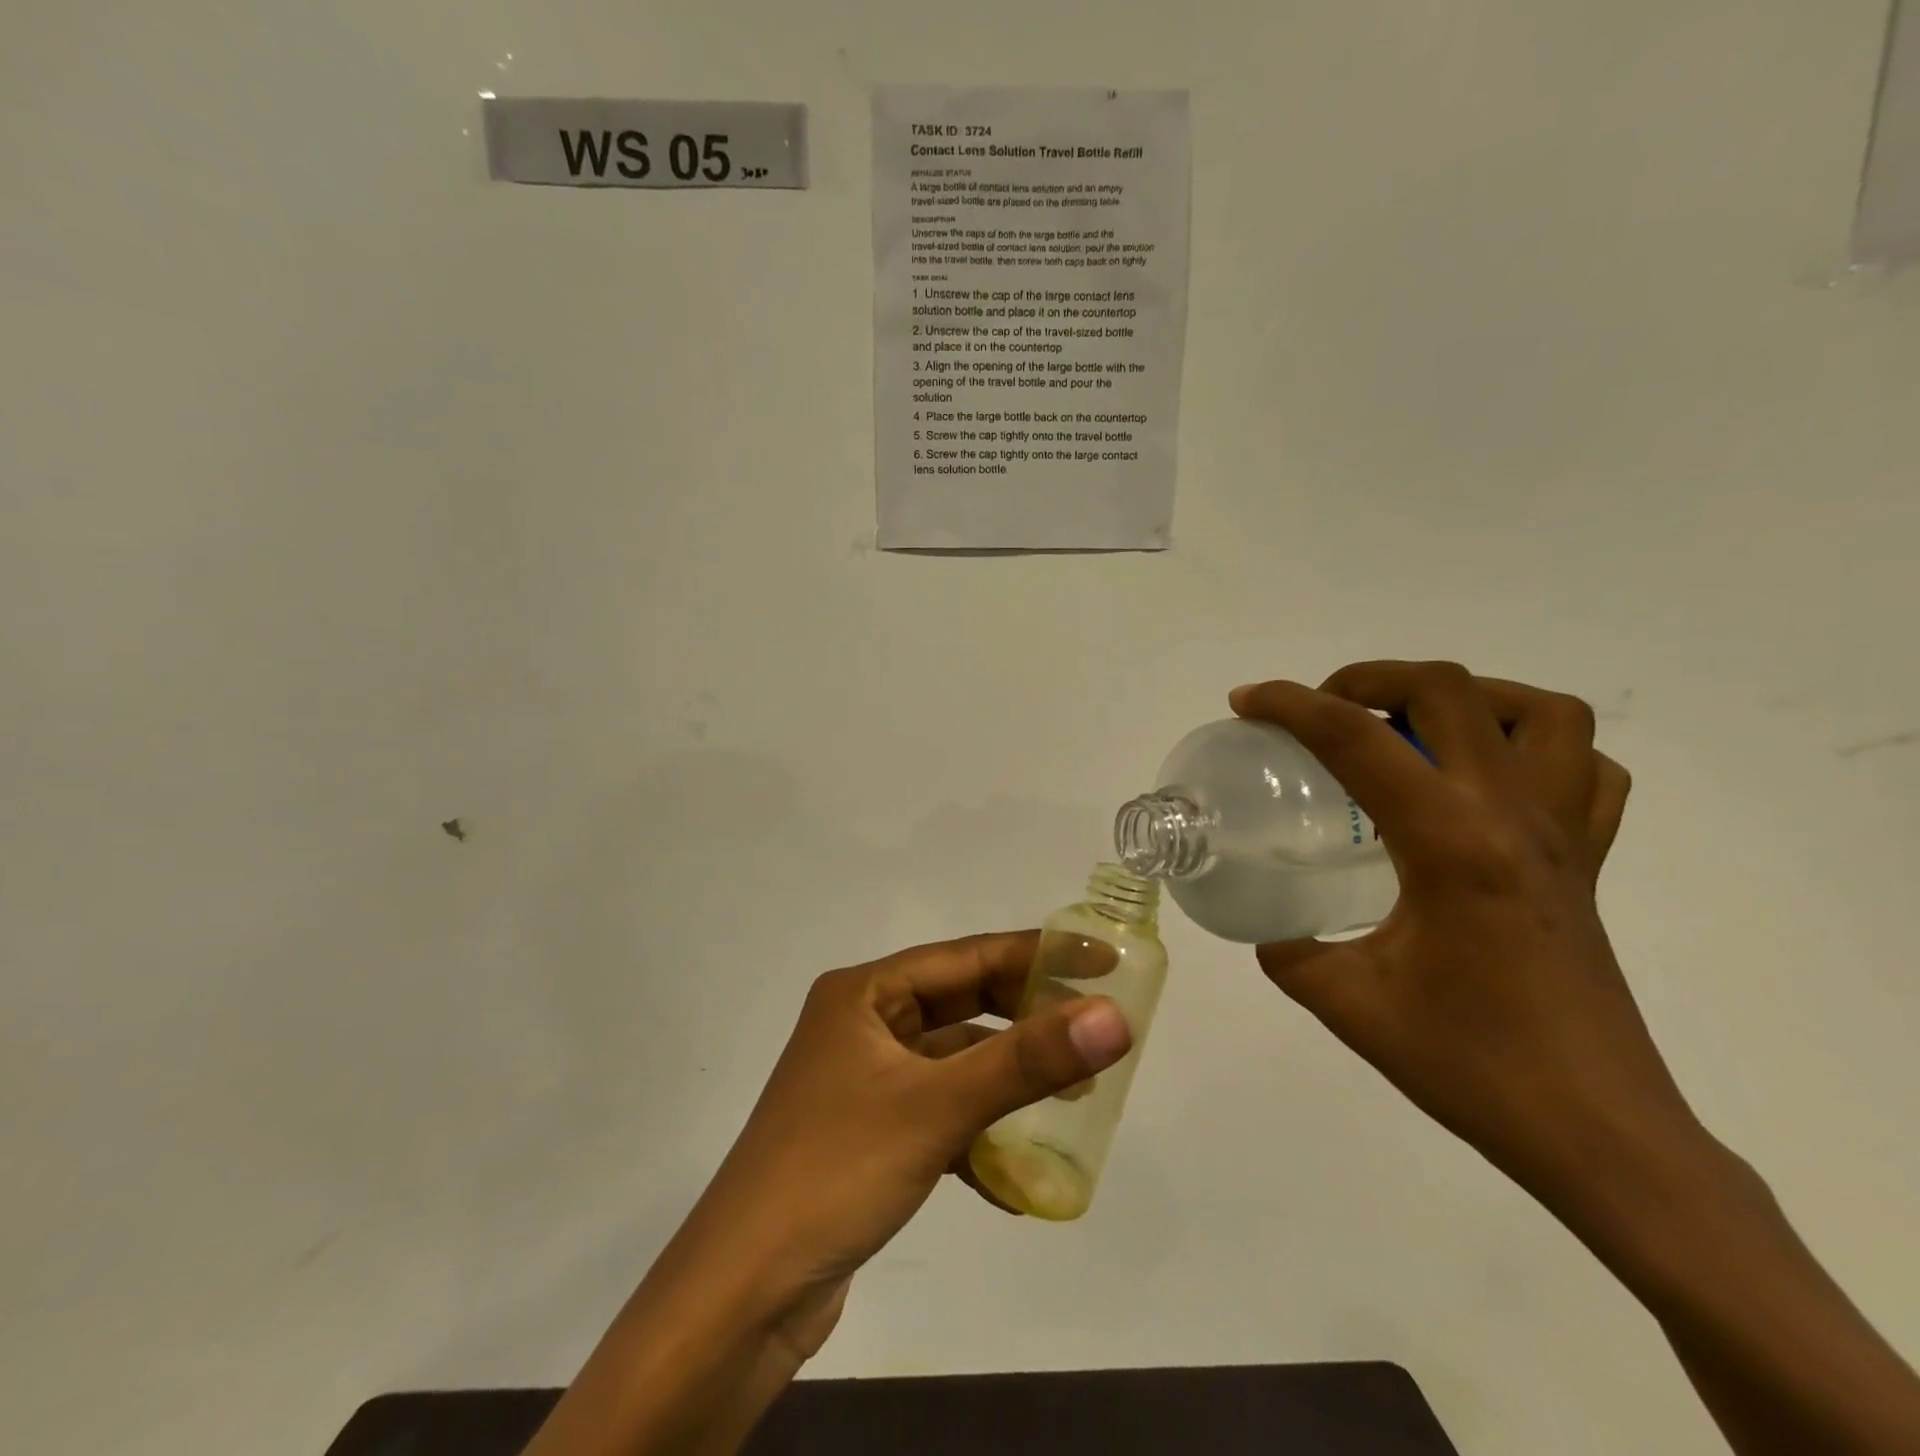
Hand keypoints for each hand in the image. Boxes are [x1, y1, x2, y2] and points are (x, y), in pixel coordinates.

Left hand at [669, 931, 1131, 1358]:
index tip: (1100, 958)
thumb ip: (1027, 1061)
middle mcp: (862, 1024)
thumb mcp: (936, 1107)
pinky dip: (977, 1131)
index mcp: (864, 993)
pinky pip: (938, 1111)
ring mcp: (863, 1080)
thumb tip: (1113, 1017)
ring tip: (1074, 1096)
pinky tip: (1016, 1174)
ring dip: (1006, 1079)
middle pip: (960, 1005)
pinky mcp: (869, 1132)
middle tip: (1093, 1025)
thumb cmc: (836, 1171)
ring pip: (953, 1062)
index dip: (1035, 954)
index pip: (965, 956)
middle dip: (1025, 1017)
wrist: (741, 1295)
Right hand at [1229, 661, 1689, 1203]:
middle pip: (1451, 692)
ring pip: (1542, 714)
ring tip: (1408, 726)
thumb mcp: (1347, 1003)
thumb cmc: (1470, 1066)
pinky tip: (1485, 778)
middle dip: (1370, 677)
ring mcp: (1563, 837)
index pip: (1358, 739)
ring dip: (1466, 697)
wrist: (1598, 1136)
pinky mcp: (1586, 864)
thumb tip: (1267, 924)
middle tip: (1321, 710)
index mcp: (1450, 844)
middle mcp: (1514, 818)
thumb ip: (1289, 950)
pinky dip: (1537, 748)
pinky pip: (1585, 771)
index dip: (1291, 705)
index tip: (1245, 702)